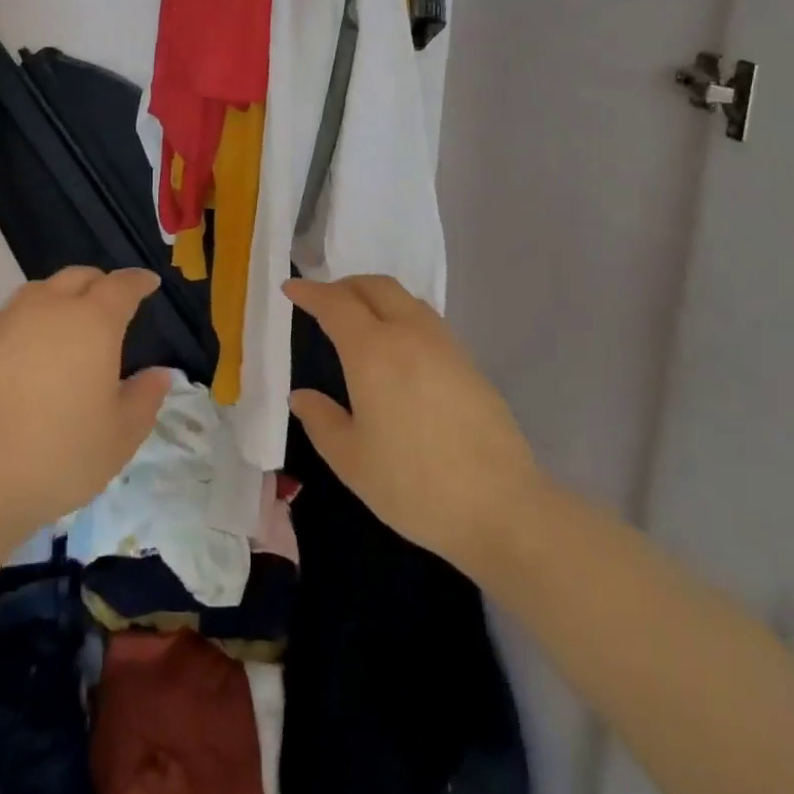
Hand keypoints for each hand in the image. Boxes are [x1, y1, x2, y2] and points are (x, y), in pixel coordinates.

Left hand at [0, 267, 171, 543]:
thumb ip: (145, 398)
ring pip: (38, 290)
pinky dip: (20, 319)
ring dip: (58, 296)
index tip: (149, 283)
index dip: (139, 281)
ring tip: (65, 319)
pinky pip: (3, 315)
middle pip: (78, 277)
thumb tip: (159, 373)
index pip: (122, 285)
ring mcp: (6, 321)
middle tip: (110, 303)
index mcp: (94, 323)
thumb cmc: (59, 456)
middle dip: (99, 283)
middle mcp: (49, 308)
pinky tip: (19, 342)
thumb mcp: (120, 437)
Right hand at [286, 275, 545, 580]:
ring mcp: (445, 345)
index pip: (335, 304)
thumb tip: (301, 396)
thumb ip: (321, 420)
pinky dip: (401, 316)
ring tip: (360, 320)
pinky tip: (398, 349)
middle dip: (345, 285)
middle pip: (375, 286)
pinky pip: (426, 320)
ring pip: (405, 299)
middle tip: (323, 301)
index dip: (310, 292)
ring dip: (376, 297)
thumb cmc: (414, 484)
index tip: (291, 289)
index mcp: (373, 351)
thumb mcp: (351, 460)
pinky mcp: (469, 363)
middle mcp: (410, 334)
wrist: (502, 507)